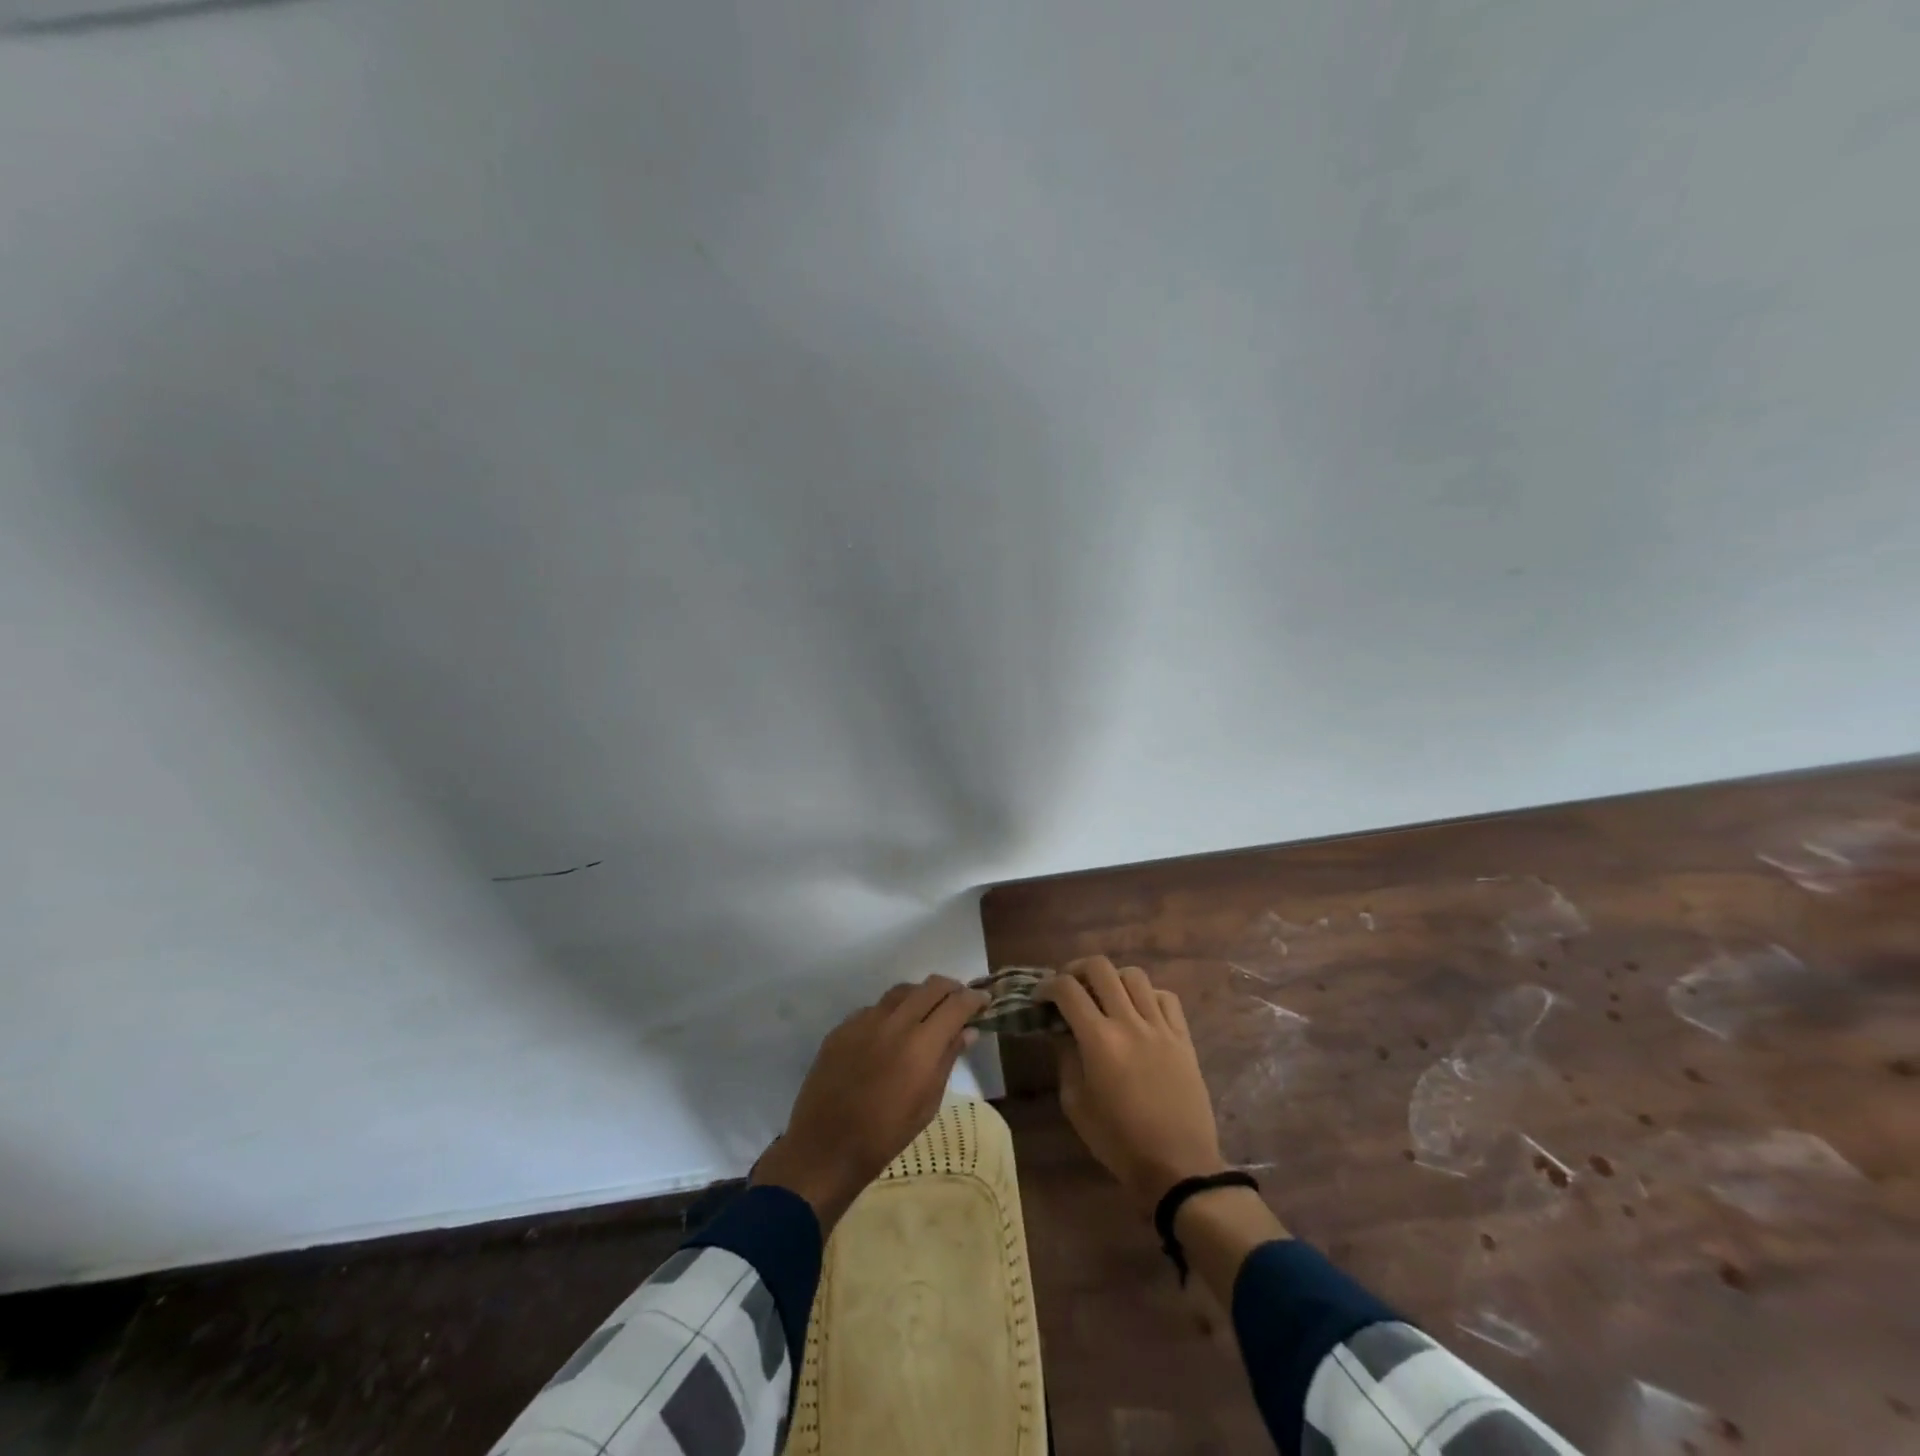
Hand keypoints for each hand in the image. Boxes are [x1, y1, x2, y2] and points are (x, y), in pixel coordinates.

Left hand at [752, 975, 987, 1230]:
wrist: (826, 1148)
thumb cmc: (886, 1135)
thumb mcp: (928, 1103)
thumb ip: (947, 1060)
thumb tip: (967, 1031)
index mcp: (921, 1045)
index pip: (956, 1004)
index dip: (974, 999)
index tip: (984, 1000)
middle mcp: (894, 1023)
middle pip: (930, 986)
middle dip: (951, 989)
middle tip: (959, 1002)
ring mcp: (864, 1021)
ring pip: (901, 991)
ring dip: (920, 995)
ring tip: (926, 1011)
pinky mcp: (842, 1028)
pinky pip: (874, 1008)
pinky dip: (890, 1012)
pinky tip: (890, 1032)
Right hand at [1037, 956, 1228, 1210]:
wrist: (1177, 1167)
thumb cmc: (1118, 1142)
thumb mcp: (1076, 1104)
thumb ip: (1066, 1059)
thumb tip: (1062, 1032)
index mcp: (1099, 1040)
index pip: (1067, 989)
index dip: (1047, 986)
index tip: (1040, 998)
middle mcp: (1129, 1022)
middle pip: (1100, 968)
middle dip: (1076, 969)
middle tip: (1069, 987)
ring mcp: (1160, 1027)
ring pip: (1134, 976)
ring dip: (1113, 979)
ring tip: (1105, 996)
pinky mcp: (1183, 1038)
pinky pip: (1166, 997)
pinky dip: (1147, 995)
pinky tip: (1139, 1011)